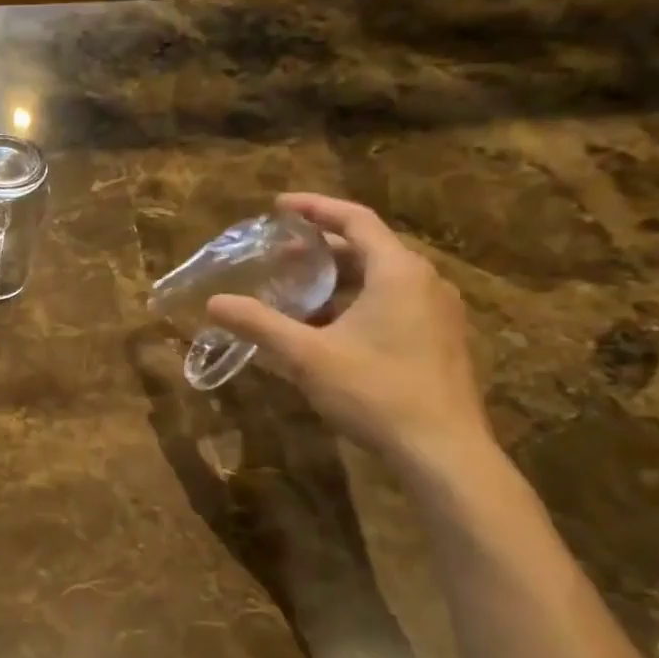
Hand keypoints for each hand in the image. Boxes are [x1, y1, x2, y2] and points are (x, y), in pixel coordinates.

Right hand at [206, 194, 491, 476]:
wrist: (443, 451)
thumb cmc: (375, 391)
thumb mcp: (306, 356)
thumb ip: (259, 324)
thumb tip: (214, 303)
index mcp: (397, 271)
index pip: (355, 219)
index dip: (315, 208)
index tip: (280, 206)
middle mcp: (425, 282)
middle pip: (369, 248)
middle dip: (322, 248)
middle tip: (281, 254)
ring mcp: (439, 313)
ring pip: (382, 279)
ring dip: (340, 279)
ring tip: (300, 291)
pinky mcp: (441, 341)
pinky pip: (394, 303)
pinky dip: (358, 302)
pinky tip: (331, 330)